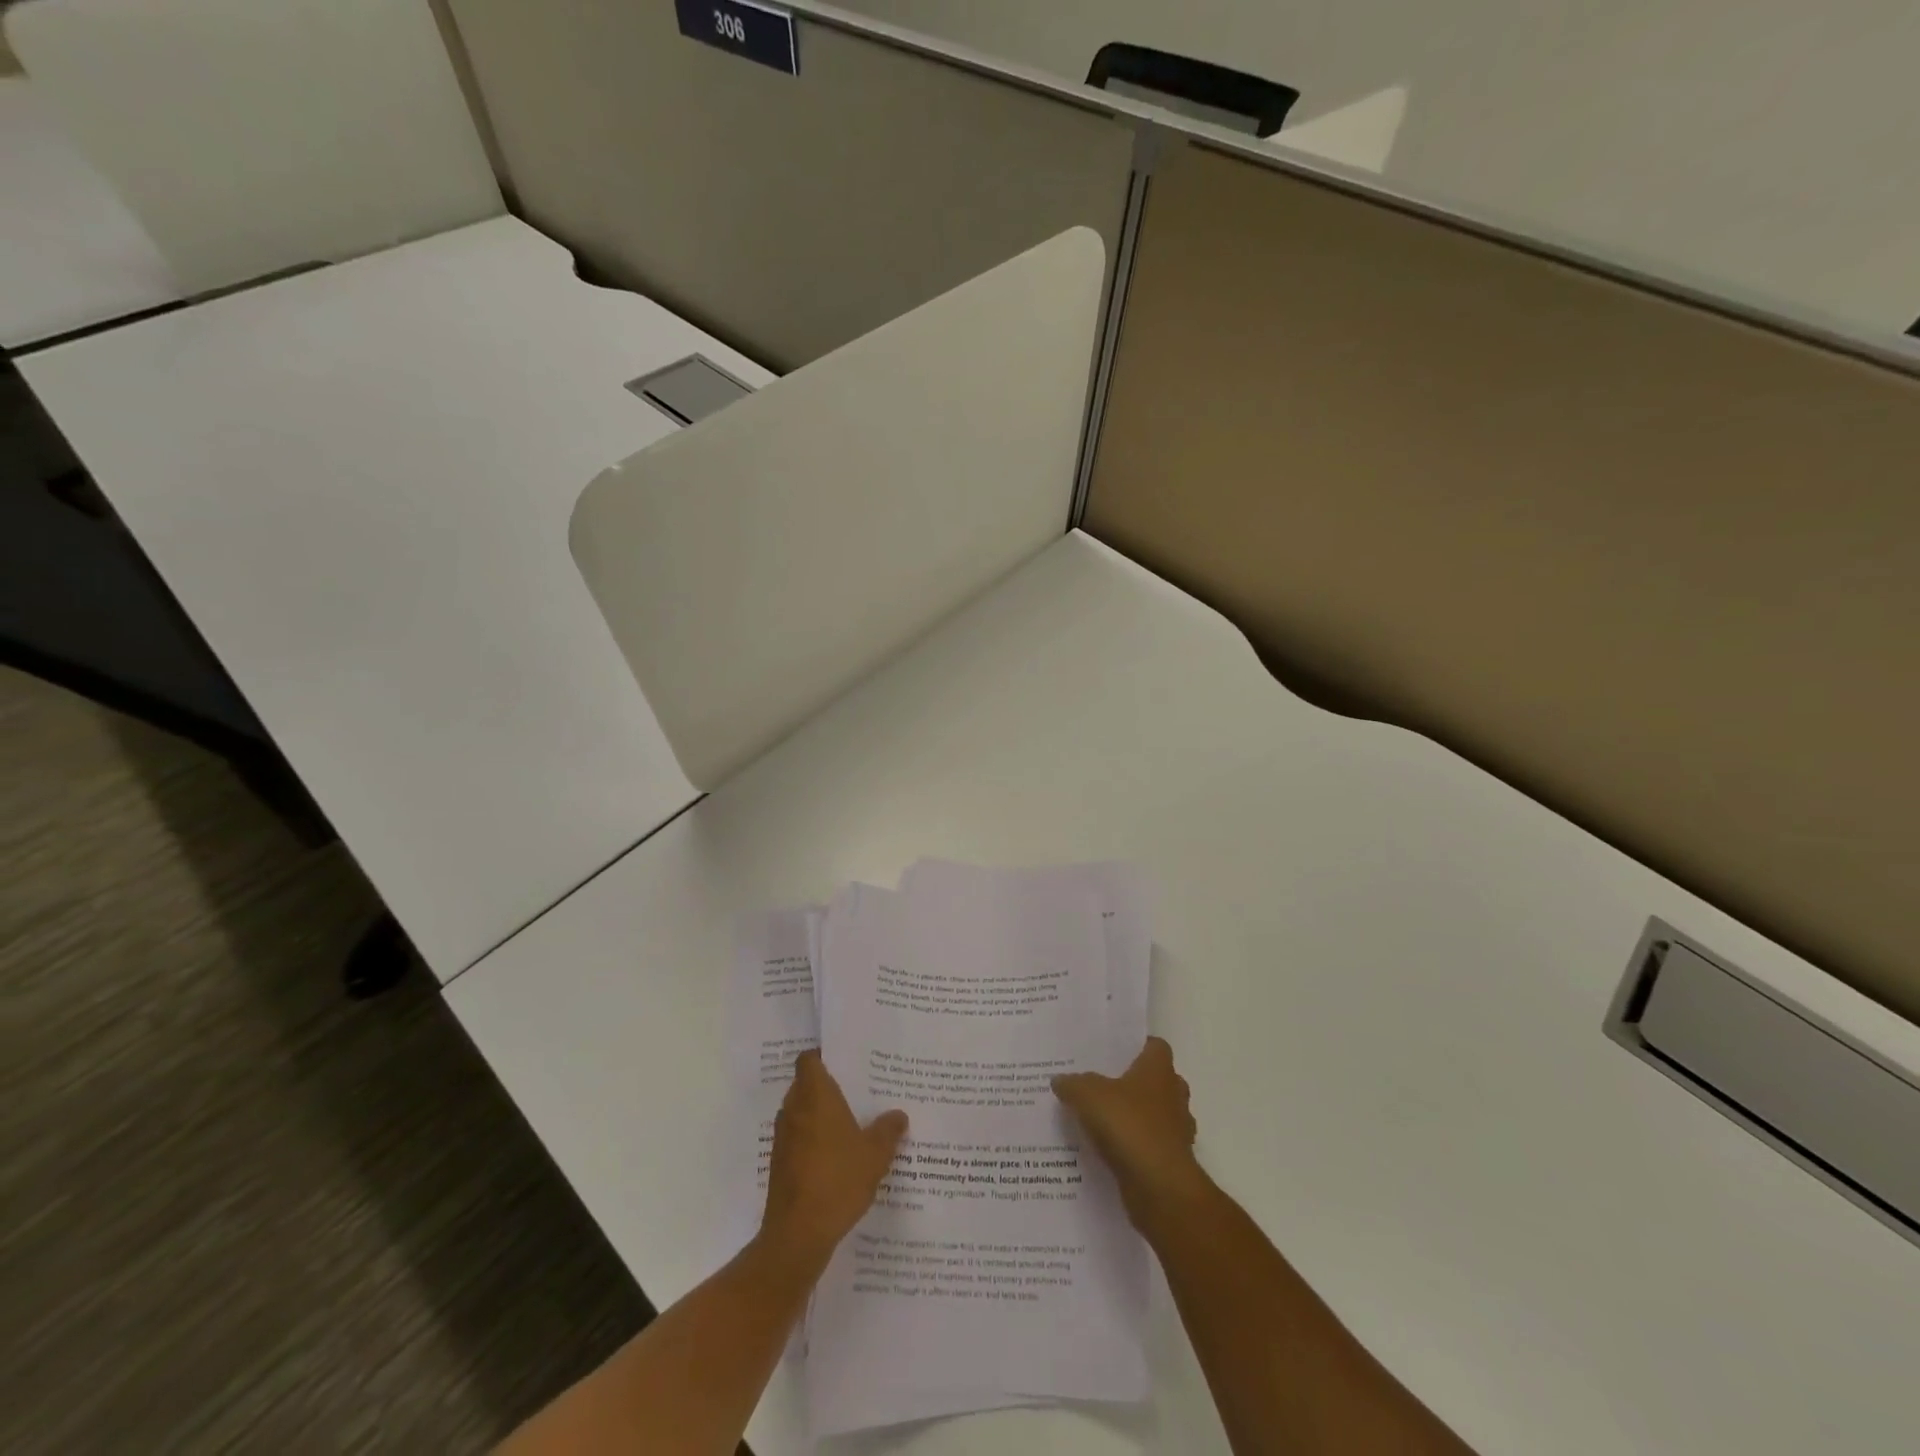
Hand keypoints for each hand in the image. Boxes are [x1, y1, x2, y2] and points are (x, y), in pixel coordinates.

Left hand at [761, 1051, 907, 1264]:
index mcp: (815, 1095)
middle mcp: (794, 1109)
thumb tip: (898, 1115)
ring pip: (801, 1113)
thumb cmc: (838, 1180)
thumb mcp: (875, 1154)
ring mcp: (783, 1138)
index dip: (823, 1056)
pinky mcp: (780, 1164)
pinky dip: (812, 1141)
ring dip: (819, 1116)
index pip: (809, 1060)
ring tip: (849, 1124)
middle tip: (855, 1092)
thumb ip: (888, 1130)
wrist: (798, 1234)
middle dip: (826, 1087)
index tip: (844, 1061)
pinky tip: (836, 1157)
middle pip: (805, 1085)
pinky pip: (797, 1139)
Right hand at [1054, 1037, 1209, 1231]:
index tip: (1114, 1051)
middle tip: (1102, 1085)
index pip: (1155, 1046)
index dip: (1137, 1046)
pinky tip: (1108, 1152)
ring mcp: (1176, 1131)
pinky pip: (1150, 1147)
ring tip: (1102, 1120)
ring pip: (1155, 1116)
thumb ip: (1073, 1084)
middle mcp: (1173, 1096)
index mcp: (1159, 1070)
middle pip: (1157, 1081)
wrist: (1159, 1188)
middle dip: (1134, 1083)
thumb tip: (1060, 1080)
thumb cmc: (1129, 1126)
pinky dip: (1134, 1148)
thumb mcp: (1088, 1095)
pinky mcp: (1171, 1162)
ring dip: (1136, 1118)